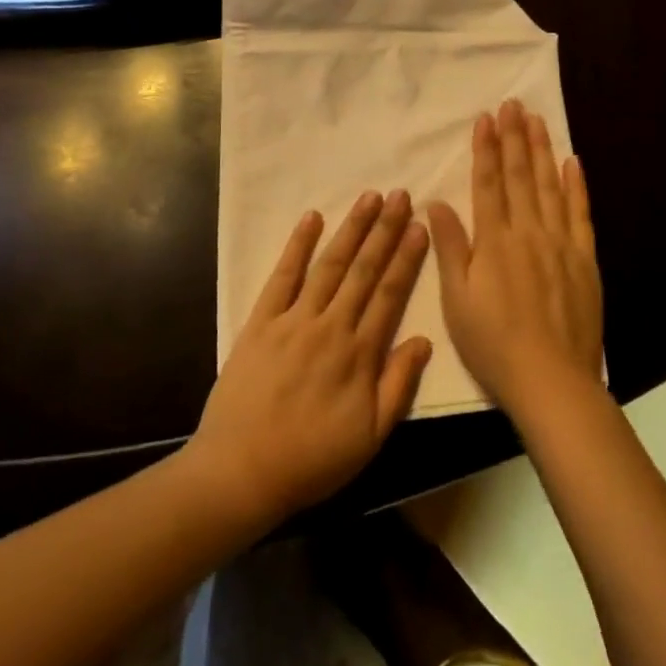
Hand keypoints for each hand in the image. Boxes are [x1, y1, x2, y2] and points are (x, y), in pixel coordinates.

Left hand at [187, 191, 433, 528]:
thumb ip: (398, 386)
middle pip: (364, 270)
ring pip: (330, 265)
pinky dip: (297, 245)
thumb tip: (424, 339)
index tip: (420, 225)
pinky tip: (312, 218)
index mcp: (360, 354)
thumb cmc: (312, 460)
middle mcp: (331, 326)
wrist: (241, 471)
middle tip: (400, 195)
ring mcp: (294, 319)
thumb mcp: (370, 438)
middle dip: (384, 230)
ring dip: (351, 229)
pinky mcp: (261, 321)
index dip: (407, 257)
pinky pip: (282, 276)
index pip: (390, 294)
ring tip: (369, 197)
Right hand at [429, 100, 601, 421]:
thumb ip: (449, 248)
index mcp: (494, 241)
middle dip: (514, 137)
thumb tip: (435, 203)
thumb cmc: (494, 344)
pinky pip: (580, 214)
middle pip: (521, 176)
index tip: (486, 119)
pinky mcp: (584, 259)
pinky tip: (573, 162)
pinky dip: (576, 186)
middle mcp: (528, 232)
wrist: (552, 381)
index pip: (489, 183)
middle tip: (513, 104)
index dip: (486, 149)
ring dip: (542, 150)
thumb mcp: (457, 301)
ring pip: (550, 186)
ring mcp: (560, 243)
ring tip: (537, 120)